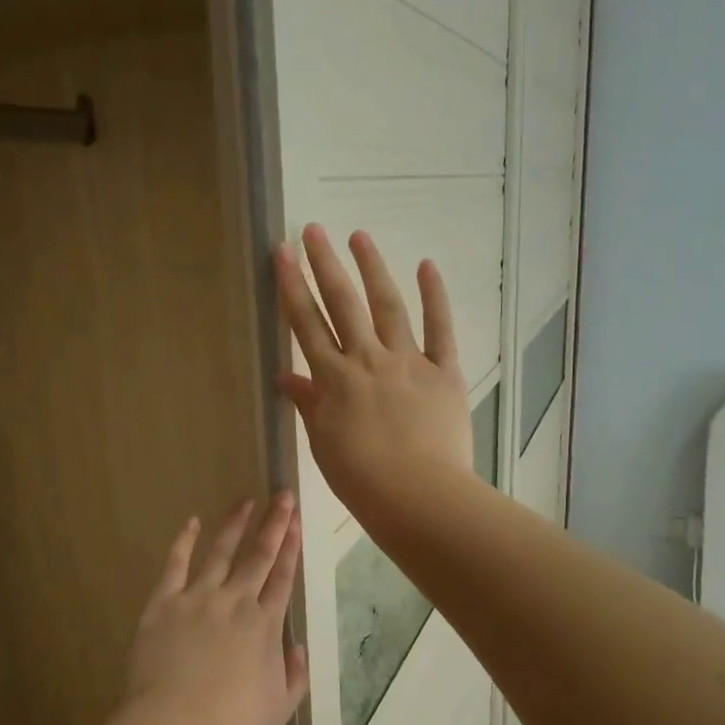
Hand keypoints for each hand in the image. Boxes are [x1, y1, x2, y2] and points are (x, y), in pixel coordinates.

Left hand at [126, 494, 309, 724]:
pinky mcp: (164, 602)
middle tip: (282, 496)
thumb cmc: (232, 724)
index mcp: (264, 624)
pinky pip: (175, 564)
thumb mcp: (280, 708)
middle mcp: (235, 601)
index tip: (296, 520)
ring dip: (234, 525)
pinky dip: (184, 541)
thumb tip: (297, 647)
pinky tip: (192, 522)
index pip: (283, 576)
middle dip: (273, 523)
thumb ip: (294, 675)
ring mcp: (198, 598)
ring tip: (245, 501)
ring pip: (220, 552)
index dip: (291, 546)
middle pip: (258, 555)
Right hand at [273, 224, 473, 523]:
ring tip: (359, 236)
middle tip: (312, 229)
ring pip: (387, 306)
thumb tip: (287, 378)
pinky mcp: (443, 371)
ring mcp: (407, 362)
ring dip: (372, 269)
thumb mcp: (324, 443)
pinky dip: (435, 297)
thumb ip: (308, 405)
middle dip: (324, 264)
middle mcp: (367, 360)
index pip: (306, 325)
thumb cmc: (362, 479)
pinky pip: (439, 329)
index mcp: (333, 380)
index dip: (292, 287)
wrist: (417, 496)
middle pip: (342, 304)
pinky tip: (426, 266)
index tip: (282, 253)